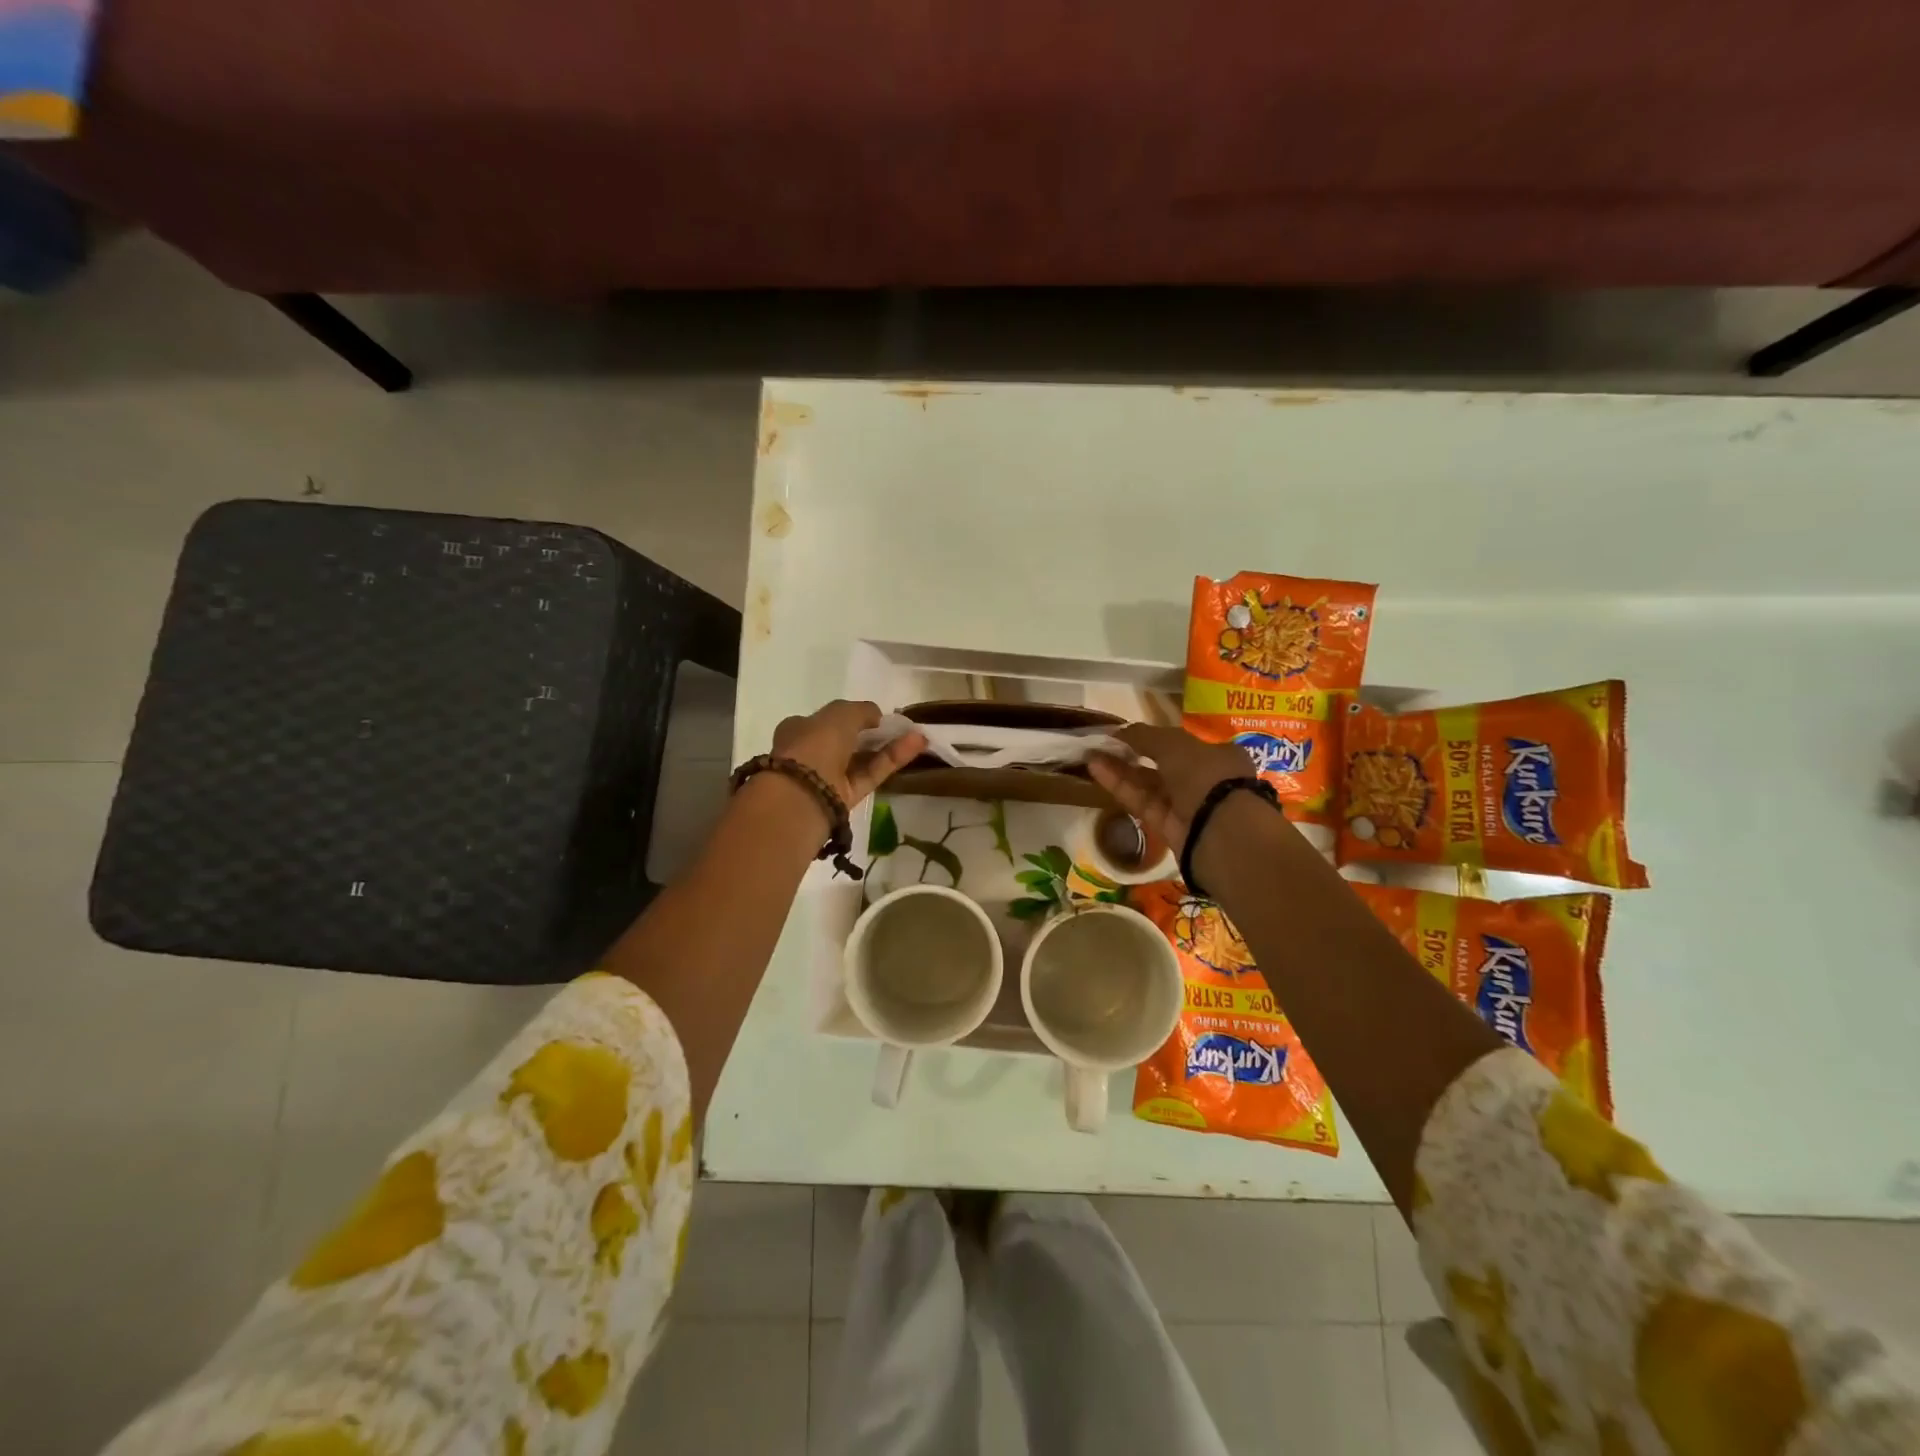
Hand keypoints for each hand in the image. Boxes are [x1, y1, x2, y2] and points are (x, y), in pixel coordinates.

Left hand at [771, 700, 926, 807]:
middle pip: (847, 741)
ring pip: (863, 758)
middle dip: (873, 734)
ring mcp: (829, 777)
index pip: (827, 720)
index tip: (875, 716)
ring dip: (889, 746)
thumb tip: (877, 716)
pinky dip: (892, 759)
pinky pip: (872, 773)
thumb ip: (862, 710)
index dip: (851, 716)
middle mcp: (812, 753)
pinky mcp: (846, 796)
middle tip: (900, 727)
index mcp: (799, 730)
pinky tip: (916, 745)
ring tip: (917, 734)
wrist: (802, 794)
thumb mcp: (840, 713)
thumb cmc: (815, 744)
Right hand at [1088, 724, 1256, 855]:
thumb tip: (1120, 731)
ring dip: (1121, 769)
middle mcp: (1205, 781)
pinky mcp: (1169, 828)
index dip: (1155, 738)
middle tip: (1103, 744)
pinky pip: (1142, 802)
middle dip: (1133, 754)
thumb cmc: (1206, 775)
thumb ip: (1145, 735)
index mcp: (1219, 756)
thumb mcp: (1174, 744)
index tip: (1129, 735)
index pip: (1184, 744)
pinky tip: (1097, 770)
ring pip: (1149, 785)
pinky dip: (1121, 786)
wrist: (1220, 832)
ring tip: (1091, 755)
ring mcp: (1187, 807)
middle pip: (1162, 765)